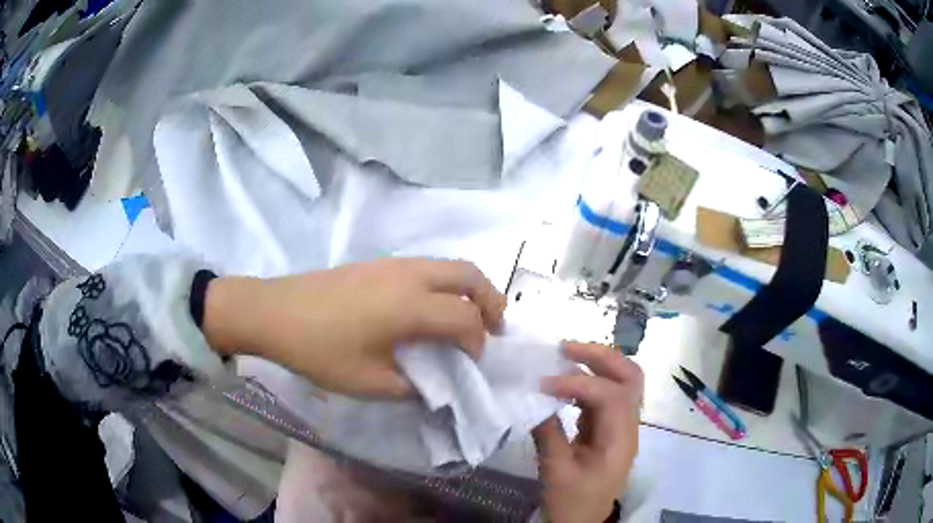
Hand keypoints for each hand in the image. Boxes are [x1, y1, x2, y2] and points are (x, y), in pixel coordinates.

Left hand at [203, 258, 505, 397]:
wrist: (274, 312)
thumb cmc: (320, 350)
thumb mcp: (369, 383)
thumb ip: (413, 388)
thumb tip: (436, 388)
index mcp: (411, 305)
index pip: (466, 318)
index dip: (478, 342)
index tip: (473, 364)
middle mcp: (411, 275)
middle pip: (470, 275)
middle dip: (491, 300)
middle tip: (493, 328)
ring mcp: (393, 264)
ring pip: (449, 265)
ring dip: (468, 289)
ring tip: (466, 318)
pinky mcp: (377, 264)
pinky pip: (427, 267)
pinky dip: (444, 284)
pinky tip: (428, 310)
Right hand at [533, 343, 642, 522]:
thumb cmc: (571, 503)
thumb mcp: (556, 472)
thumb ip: (548, 433)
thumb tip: (533, 398)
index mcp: (620, 440)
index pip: (610, 395)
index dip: (578, 382)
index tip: (543, 383)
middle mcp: (628, 427)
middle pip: (630, 376)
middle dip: (600, 356)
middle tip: (564, 348)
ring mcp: (620, 426)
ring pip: (621, 382)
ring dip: (596, 364)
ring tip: (563, 357)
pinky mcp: (607, 430)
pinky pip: (605, 395)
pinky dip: (587, 382)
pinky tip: (564, 383)